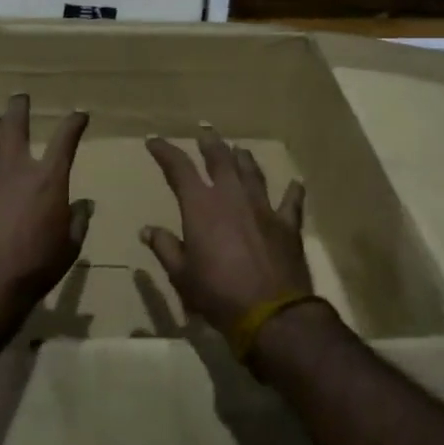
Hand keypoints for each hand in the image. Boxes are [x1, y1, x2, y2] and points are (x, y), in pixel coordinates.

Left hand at [0, 94, 91, 324]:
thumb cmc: (36, 266)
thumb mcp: (70, 247)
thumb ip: (78, 221)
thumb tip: (84, 205)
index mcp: (48, 179)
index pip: (65, 139)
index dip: (74, 123)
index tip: (80, 115)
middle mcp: (16, 169)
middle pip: (15, 126)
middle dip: (19, 107)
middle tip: (20, 97)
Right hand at [142, 128, 311, 334]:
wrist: (272, 314)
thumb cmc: (217, 293)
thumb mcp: (181, 275)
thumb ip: (165, 248)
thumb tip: (147, 230)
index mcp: (201, 206)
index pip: (178, 168)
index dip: (165, 151)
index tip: (154, 140)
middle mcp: (232, 196)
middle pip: (221, 159)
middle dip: (210, 142)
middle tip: (204, 131)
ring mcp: (263, 208)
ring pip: (253, 173)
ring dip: (244, 159)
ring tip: (239, 149)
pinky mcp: (288, 225)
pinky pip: (291, 202)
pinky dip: (292, 192)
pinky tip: (296, 183)